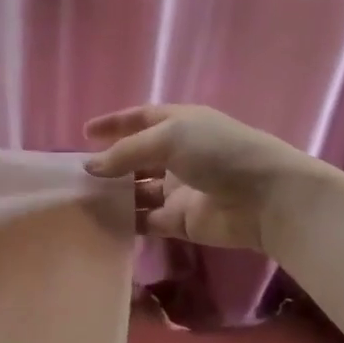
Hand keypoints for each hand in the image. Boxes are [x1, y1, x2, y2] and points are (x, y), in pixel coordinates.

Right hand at [83, 104, 320, 251]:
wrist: (266, 199)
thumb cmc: (219, 153)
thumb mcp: (168, 138)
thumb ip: (125, 152)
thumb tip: (91, 167)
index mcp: (179, 124)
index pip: (141, 119)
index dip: (114, 123)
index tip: (85, 133)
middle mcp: (178, 154)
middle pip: (136, 157)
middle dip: (109, 164)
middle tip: (77, 175)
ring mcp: (179, 189)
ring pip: (137, 191)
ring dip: (113, 195)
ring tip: (81, 200)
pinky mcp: (180, 220)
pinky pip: (145, 220)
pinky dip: (125, 222)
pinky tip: (101, 223)